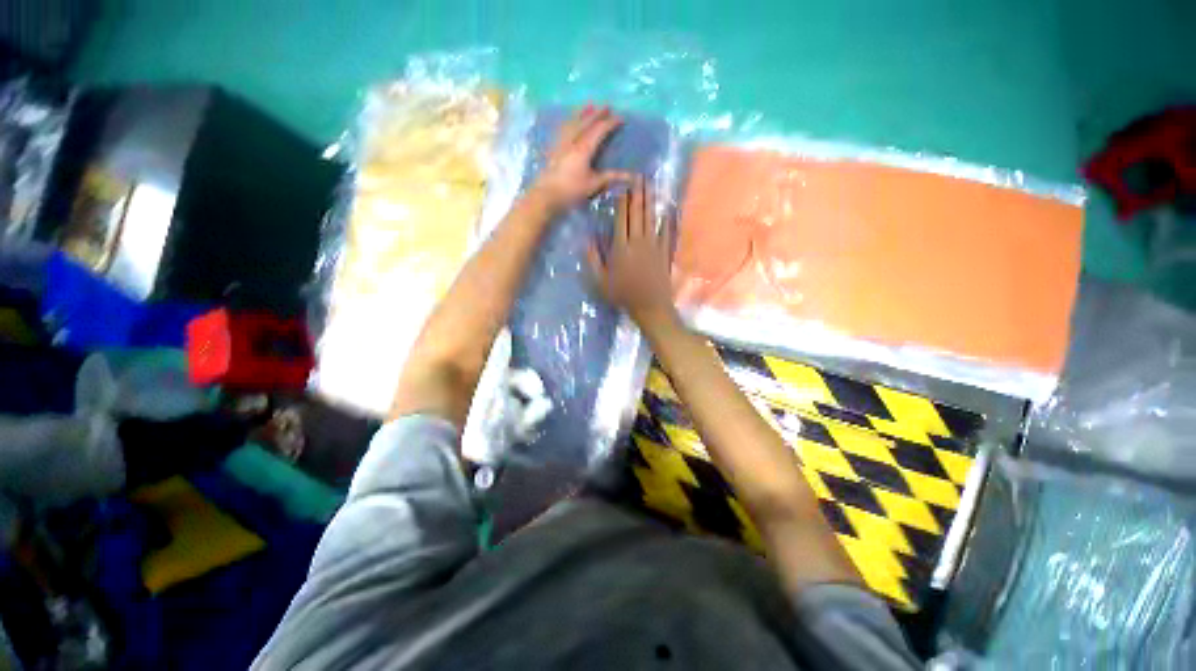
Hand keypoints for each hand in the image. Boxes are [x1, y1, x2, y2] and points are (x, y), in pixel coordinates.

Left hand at [533, 105, 631, 209]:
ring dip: (582, 113)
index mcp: (584, 147)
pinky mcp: (553, 149)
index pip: (600, 130)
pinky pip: (563, 129)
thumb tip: (632, 176)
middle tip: (606, 105)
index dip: (611, 123)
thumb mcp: (594, 184)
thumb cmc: (572, 190)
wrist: (546, 195)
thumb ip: (612, 177)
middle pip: (586, 122)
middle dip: (597, 113)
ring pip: (573, 122)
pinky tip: (568, 122)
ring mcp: (561, 143)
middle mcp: (573, 140)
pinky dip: (569, 122)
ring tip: (588, 106)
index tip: (621, 118)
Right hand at [588, 178, 677, 327]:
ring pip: (651, 219)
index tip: (622, 186)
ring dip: (650, 201)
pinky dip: (666, 220)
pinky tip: (667, 210)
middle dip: (638, 194)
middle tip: (639, 177)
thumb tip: (587, 239)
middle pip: (638, 214)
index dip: (622, 202)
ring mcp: (654, 246)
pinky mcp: (665, 252)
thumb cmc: (623, 295)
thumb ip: (593, 259)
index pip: (621, 219)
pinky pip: (666, 232)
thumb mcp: (600, 281)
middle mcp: (638, 242)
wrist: (650, 306)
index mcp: (621, 248)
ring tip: (650, 185)